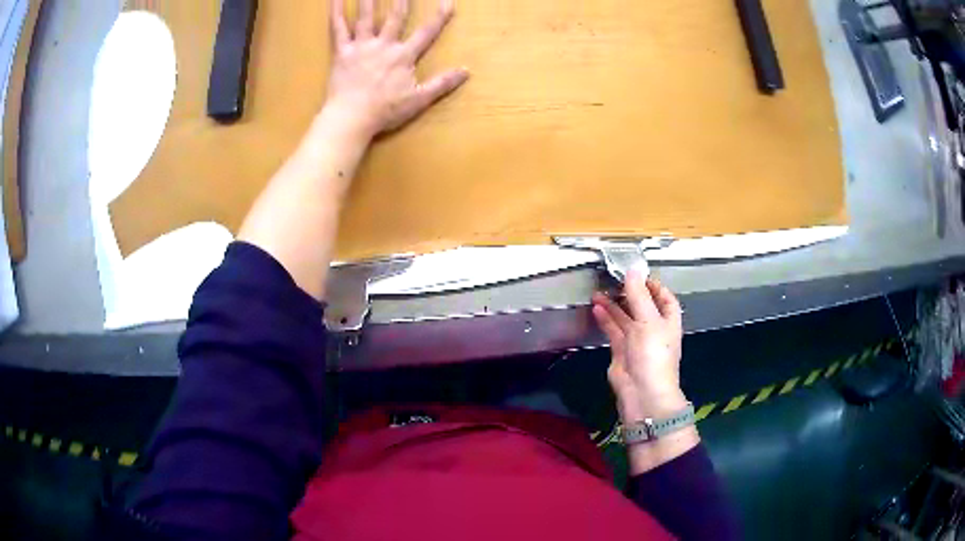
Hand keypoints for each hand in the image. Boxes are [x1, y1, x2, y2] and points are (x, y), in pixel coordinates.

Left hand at [325, 0, 469, 138]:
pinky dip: (335, 13)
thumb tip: (466, 71)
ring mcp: (362, 47)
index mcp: (403, 56)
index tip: (448, 2)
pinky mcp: (342, 52)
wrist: (351, 118)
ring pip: (366, 17)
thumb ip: (442, 83)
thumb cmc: (385, 111)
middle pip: (396, 16)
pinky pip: (338, 29)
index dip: (439, 17)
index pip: (426, 32)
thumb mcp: (418, 100)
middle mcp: (384, 45)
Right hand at [592, 269, 686, 423]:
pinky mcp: (622, 352)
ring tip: (598, 292)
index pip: (664, 298)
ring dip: (614, 305)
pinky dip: (605, 320)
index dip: (653, 285)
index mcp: (668, 321)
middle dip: (629, 293)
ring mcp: (637, 341)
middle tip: (612, 279)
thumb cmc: (653, 355)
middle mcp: (654, 329)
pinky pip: (613, 331)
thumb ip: (638, 295)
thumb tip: (633, 269)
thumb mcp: (648, 321)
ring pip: (625, 318)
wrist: (643, 393)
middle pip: (642, 306)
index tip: (637, 274)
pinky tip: (596, 309)